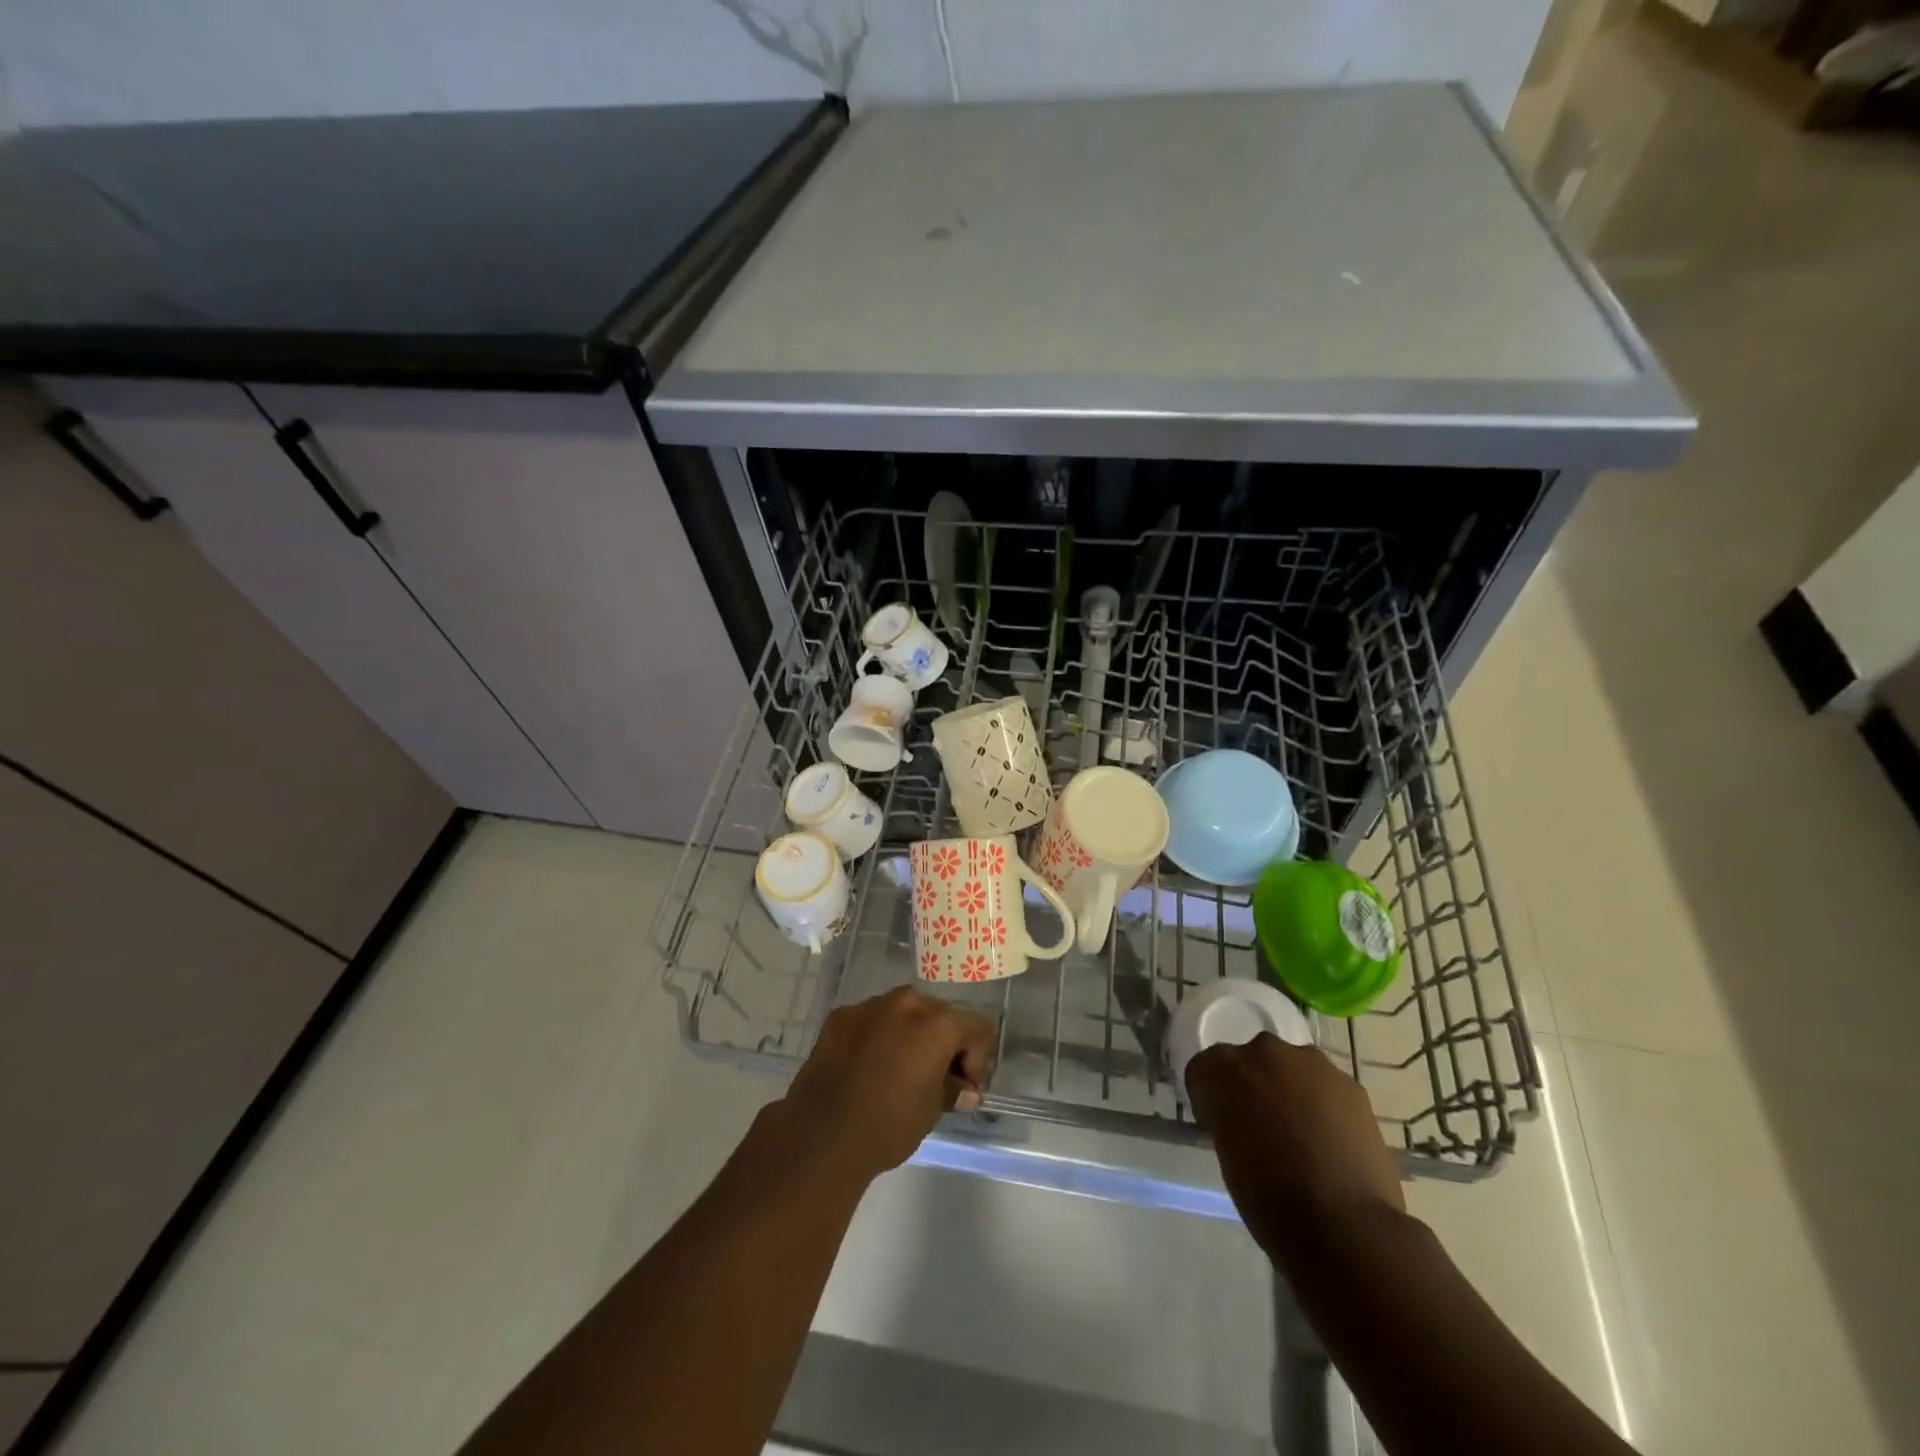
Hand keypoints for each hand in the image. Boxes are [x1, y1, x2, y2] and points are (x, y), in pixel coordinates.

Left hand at [777, 988, 994, 1181]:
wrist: (821, 1135)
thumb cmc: (888, 1125)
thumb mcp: (932, 1111)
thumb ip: (952, 1090)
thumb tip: (965, 1090)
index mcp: (936, 1023)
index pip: (976, 1027)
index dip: (977, 1057)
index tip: (964, 1086)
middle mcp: (906, 1003)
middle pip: (939, 1013)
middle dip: (943, 1042)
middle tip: (935, 1077)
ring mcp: (869, 1006)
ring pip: (903, 1012)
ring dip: (910, 1034)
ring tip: (899, 1070)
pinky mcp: (840, 1016)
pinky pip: (871, 1020)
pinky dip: (878, 1036)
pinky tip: (867, 1067)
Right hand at [1186, 1034, 1403, 1257]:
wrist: (1346, 1227)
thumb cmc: (1270, 1200)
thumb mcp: (1228, 1156)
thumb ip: (1229, 1121)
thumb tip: (1243, 1122)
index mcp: (1222, 1070)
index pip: (1205, 1070)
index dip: (1212, 1098)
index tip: (1220, 1126)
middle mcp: (1263, 1053)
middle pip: (1251, 1061)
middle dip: (1254, 1087)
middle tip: (1263, 1129)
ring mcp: (1311, 1063)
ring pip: (1292, 1070)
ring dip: (1291, 1092)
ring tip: (1304, 1138)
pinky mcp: (1350, 1084)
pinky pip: (1326, 1088)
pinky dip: (1324, 1107)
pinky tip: (1333, 1145)